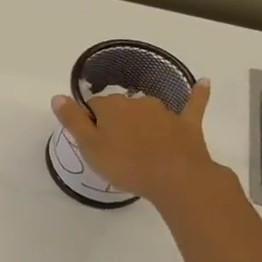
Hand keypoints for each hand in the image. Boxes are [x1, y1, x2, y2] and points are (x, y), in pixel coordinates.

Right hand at [50, 79, 218, 209]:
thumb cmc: (126, 165)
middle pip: (120, 107)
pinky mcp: (187, 124)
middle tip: (113, 148)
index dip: (90, 123)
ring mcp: (164, 112)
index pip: (93, 106)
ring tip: (138, 142)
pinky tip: (204, 83)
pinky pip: (193, 104)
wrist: (175, 178)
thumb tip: (57, 96)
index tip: (92, 142)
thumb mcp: (89, 147)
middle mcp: (136, 102)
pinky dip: (198, 94)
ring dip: (141, 118)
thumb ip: (72, 121)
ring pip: (147, 109)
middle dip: (115, 121)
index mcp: (111, 107)